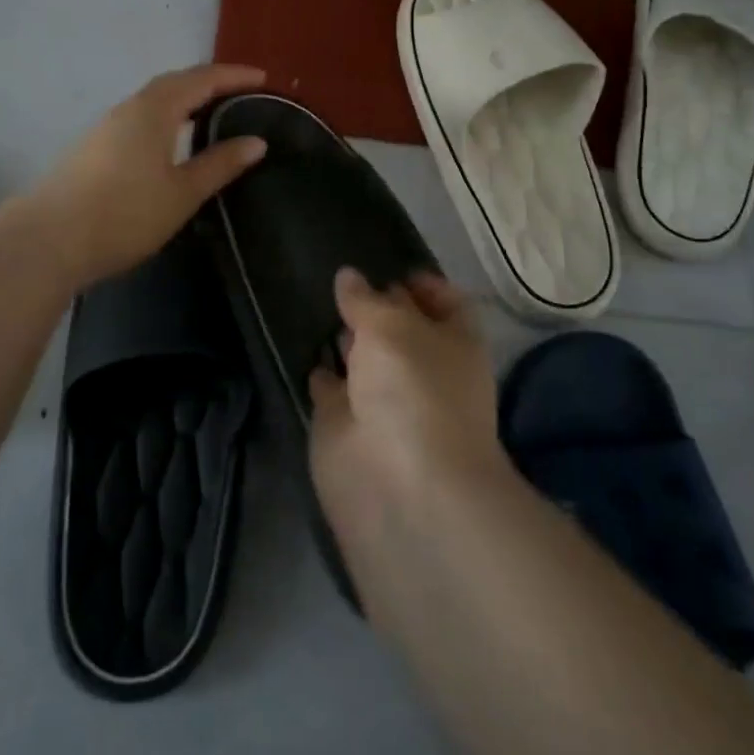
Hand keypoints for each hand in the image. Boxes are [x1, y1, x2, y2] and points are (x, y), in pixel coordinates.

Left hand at [33, 63, 268, 285]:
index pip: (201, 80)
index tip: (263, 78)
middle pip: (174, 82)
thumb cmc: (125, 214)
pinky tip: (170, 139)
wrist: (49, 240)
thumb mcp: (182, 193)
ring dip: (184, 97)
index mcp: (154, 110)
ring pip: (153, 99)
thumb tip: (256, 141)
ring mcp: (106, 127)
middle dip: (209, 82)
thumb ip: (220, 164)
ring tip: (210, 111)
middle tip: (240, 91)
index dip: (234, 76)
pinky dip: (165, 115)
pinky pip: (139, 117)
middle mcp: (129, 108)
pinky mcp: (93, 147)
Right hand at [309, 269, 507, 553]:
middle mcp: (422, 369)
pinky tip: (301, 345)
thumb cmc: (414, 389)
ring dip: (344, 336)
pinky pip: (331, 386)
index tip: (393, 267)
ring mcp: (384, 399)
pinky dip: (319, 370)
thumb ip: (366, 300)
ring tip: (314, 298)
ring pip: (363, 357)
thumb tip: (348, 277)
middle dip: (376, 306)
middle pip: (400, 328)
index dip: (424, 284)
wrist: (400, 487)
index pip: (445, 303)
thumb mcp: (391, 325)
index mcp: (453, 342)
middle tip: (341, 277)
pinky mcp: (346, 424)